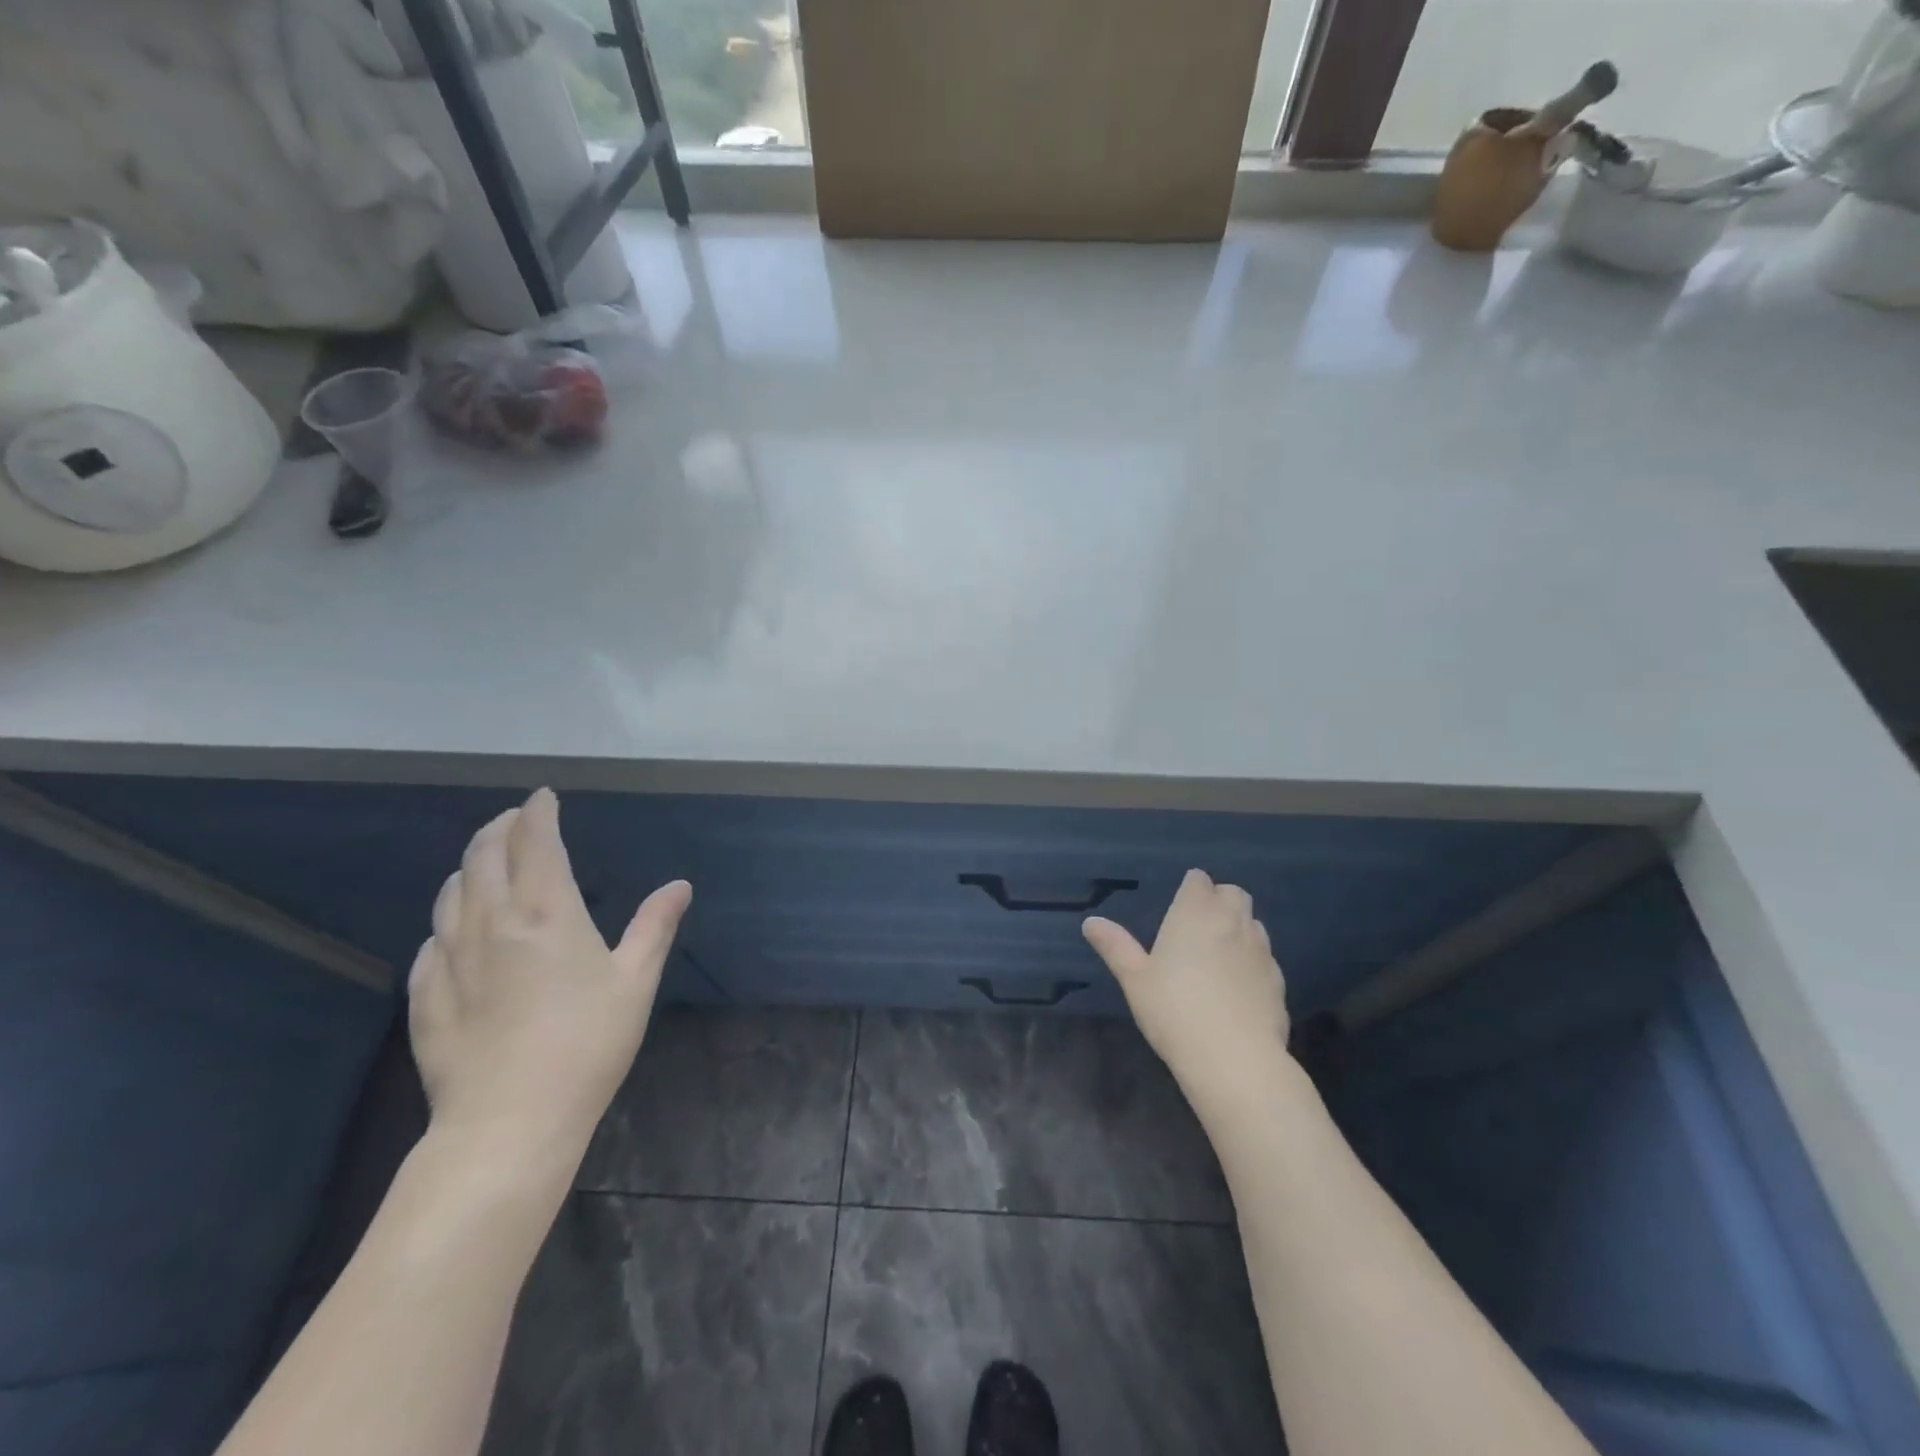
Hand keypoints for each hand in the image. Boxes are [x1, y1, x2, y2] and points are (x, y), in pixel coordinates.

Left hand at [407, 788, 690, 1165]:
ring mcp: (450, 959)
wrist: (509, 1123)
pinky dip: (448, 918)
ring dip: (469, 867)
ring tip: (485, 863)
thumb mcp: (635, 982)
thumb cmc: (587, 1044)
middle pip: (483, 856)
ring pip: (451, 893)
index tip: (543, 797)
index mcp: (547, 912)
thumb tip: (679, 886)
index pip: (535, 842)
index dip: (538, 812)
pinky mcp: (426, 996)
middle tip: (515, 820)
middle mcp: (492, 923)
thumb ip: (654, 926)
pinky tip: (456, 930)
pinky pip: (432, 940)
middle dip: (499, 828)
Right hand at [1083, 869, 1290, 1123]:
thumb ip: (1115, 946)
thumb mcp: (1134, 979)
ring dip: (1238, 929)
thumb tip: (1091, 922)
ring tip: (1218, 956)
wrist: (1236, 1060)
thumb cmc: (1175, 1011)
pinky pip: (1265, 958)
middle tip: (1198, 927)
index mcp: (1196, 913)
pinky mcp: (1279, 981)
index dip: (1190, 889)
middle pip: (1234, 894)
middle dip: (1219, 901)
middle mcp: (1232, 922)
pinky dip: (1252, 962)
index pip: (1199, 880)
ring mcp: (1261, 951)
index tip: (1178, 907)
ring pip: (1253, 924)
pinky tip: (1237, 988)